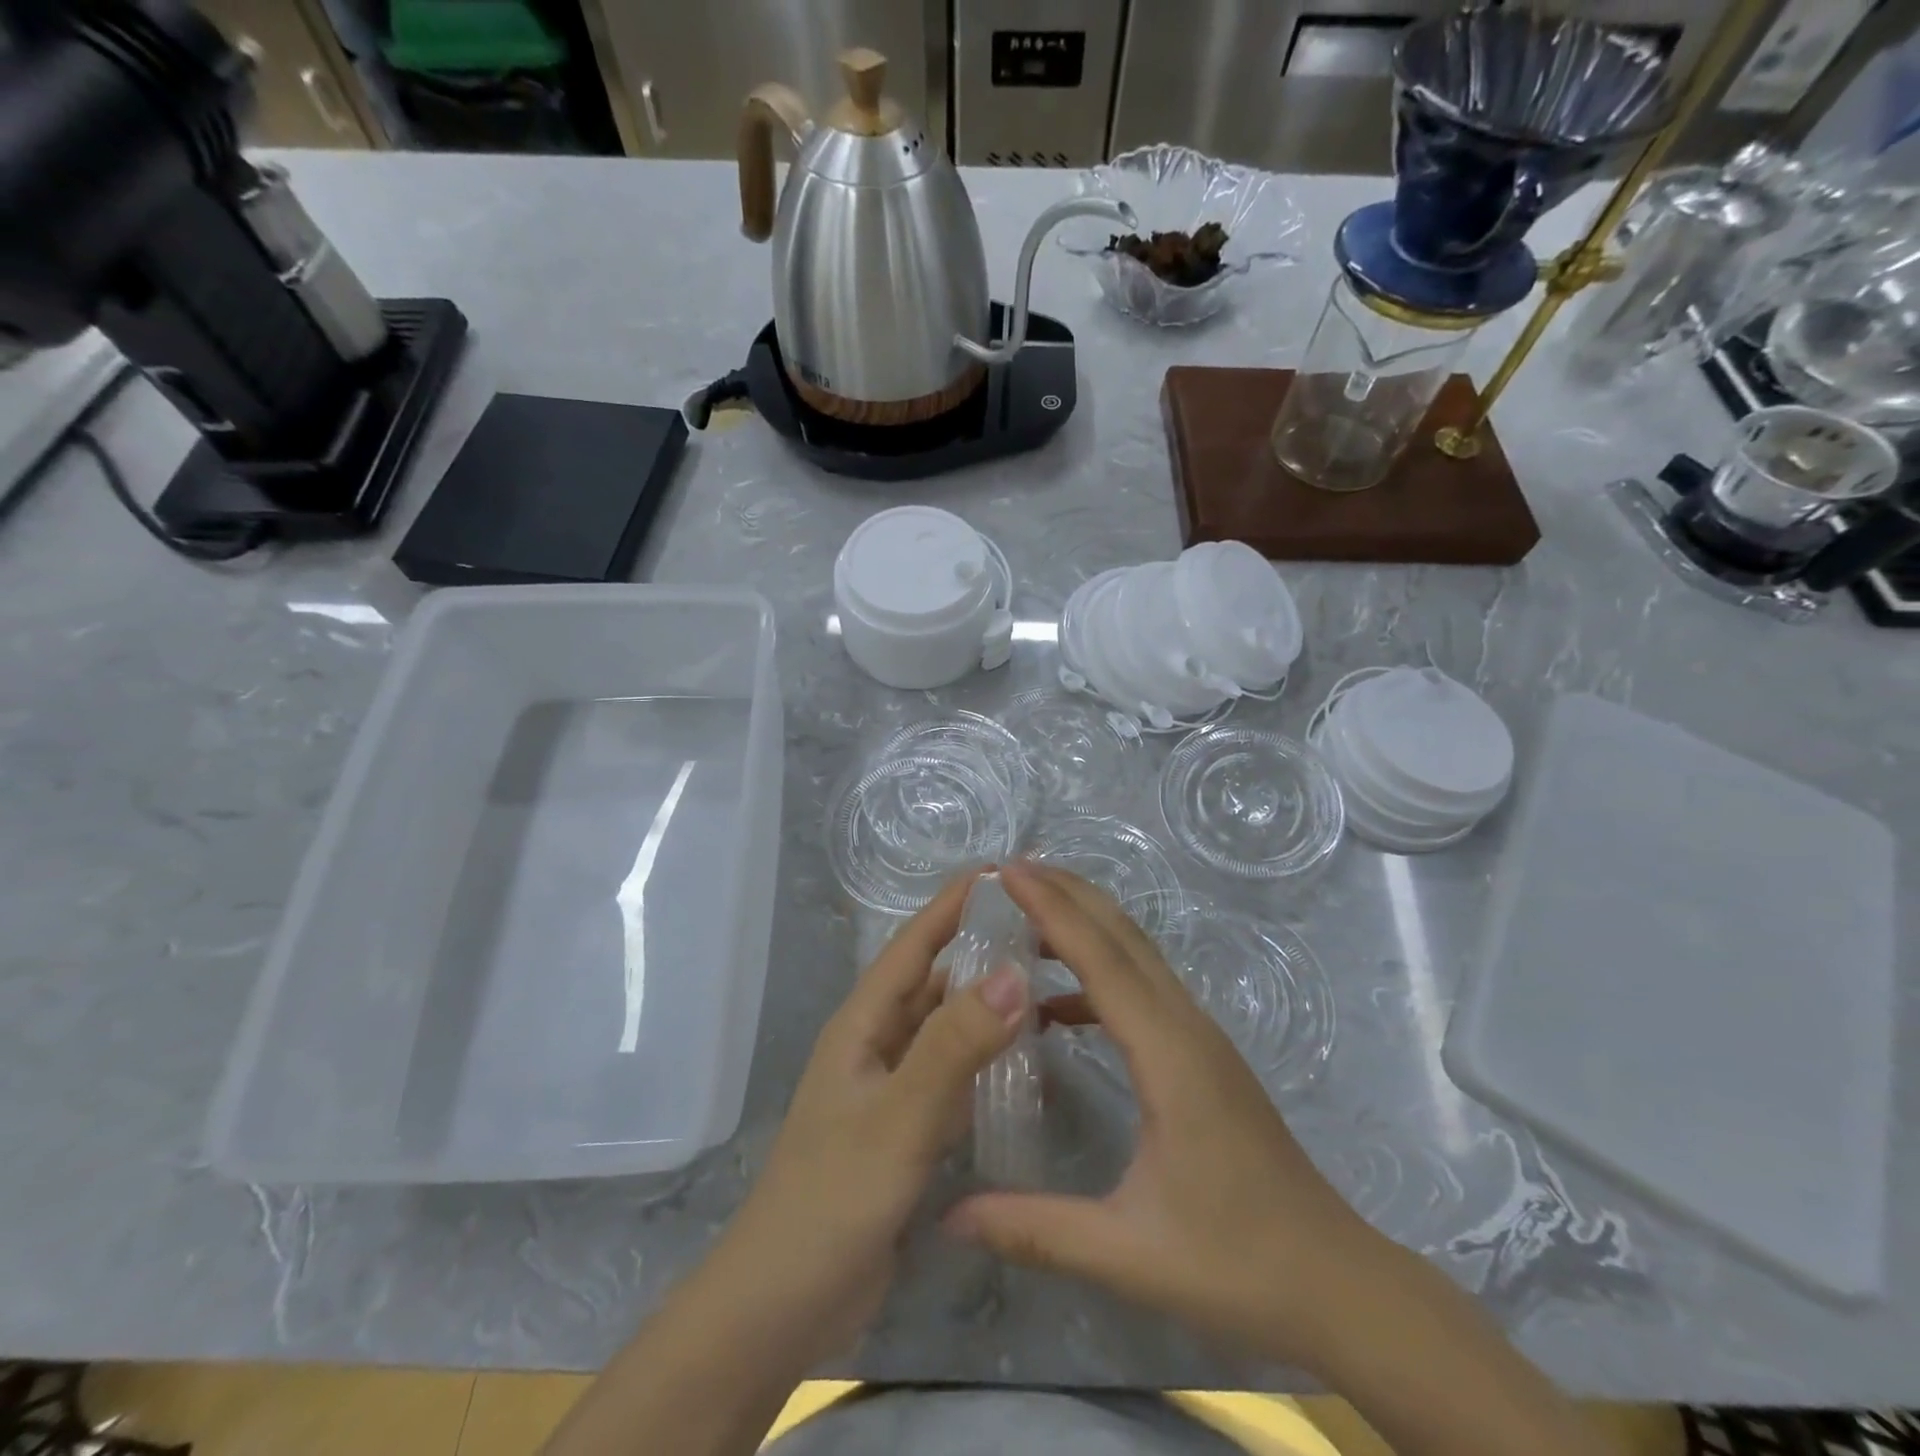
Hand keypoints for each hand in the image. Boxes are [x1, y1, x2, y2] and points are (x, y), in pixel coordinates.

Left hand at [705, 870, 1025, 1370]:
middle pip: (933, 978)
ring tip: (1046, 982)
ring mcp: (890, 1086)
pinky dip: (985, 1057)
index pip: (914, 944)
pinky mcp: (904, 1126)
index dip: (953, 904)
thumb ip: (954, 1048)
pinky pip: (952, 1073)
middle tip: (1046, 930)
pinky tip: (1027, 1060)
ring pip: (945, 1026)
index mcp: (863, 1023)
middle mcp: (877, 1042)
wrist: (782, 1305)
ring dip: (986, 1002)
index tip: (1003, 872)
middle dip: (980, 948)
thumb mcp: (898, 1118)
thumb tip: (1014, 971)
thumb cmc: (832, 1200)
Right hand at [944, 862, 1392, 1371]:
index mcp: (1169, 1054)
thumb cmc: (1237, 1264)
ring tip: (1027, 915)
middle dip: (1068, 893)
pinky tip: (1059, 1006)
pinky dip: (1098, 974)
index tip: (1007, 872)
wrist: (1337, 1282)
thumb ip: (1036, 1229)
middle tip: (1010, 870)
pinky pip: (1144, 990)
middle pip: (1124, 935)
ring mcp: (1200, 1036)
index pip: (1101, 959)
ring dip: (1086, 924)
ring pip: (1138, 955)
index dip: (1052, 909)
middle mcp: (1187, 1027)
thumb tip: (950, 1217)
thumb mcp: (1129, 1254)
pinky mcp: (1202, 1055)